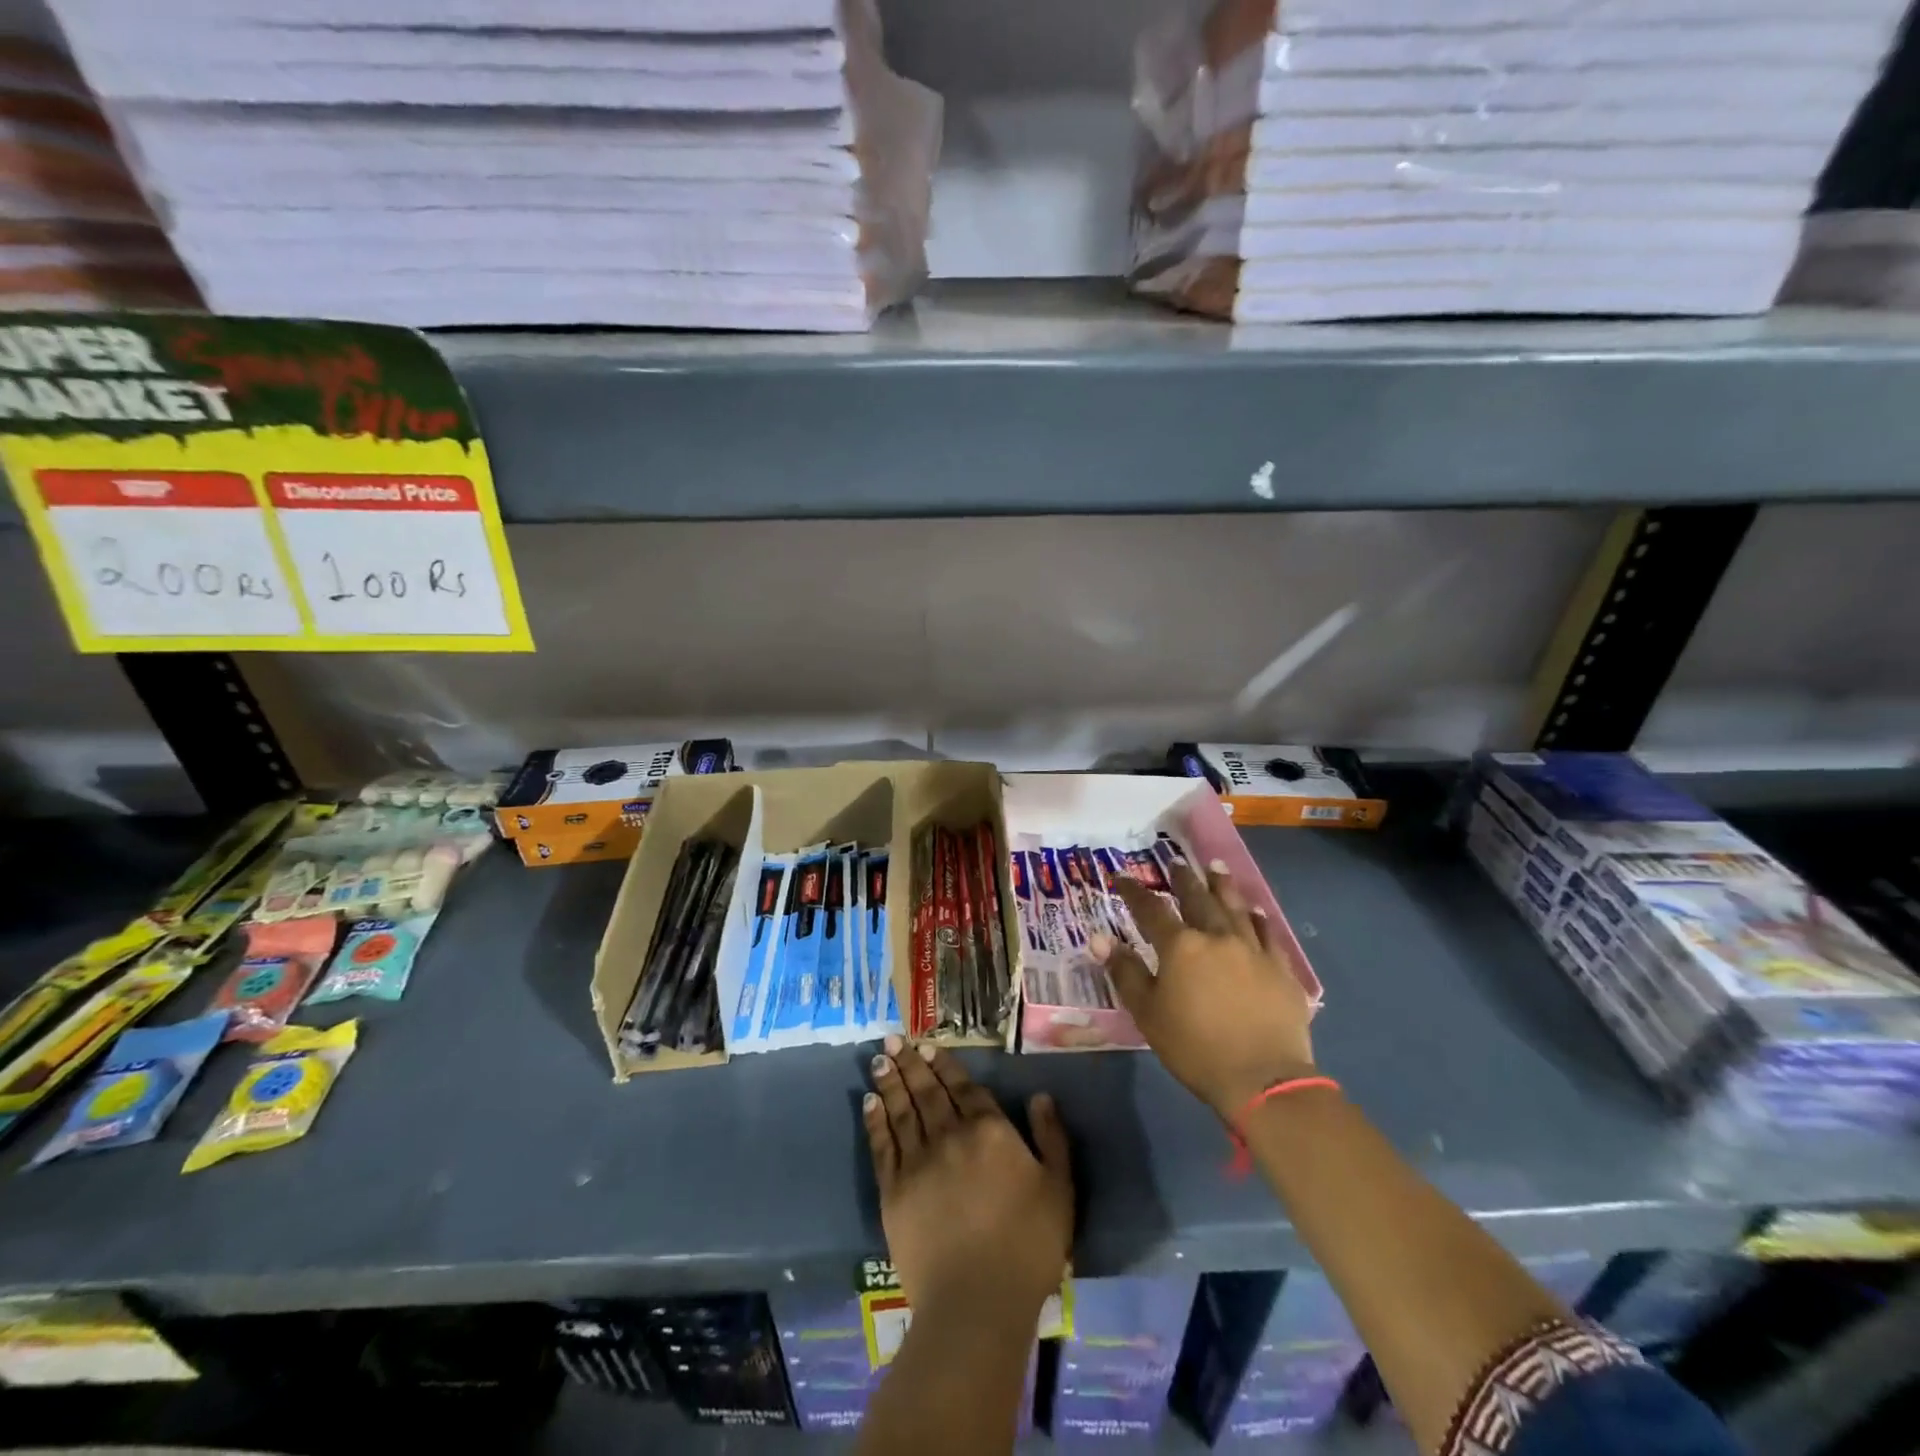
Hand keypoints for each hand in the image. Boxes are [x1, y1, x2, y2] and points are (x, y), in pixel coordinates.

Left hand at [863, 1035, 1072, 1322]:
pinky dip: (876, 1120)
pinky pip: (882, 1145)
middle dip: (911, 1062)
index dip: (945, 1065)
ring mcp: (918, 1161)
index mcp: (990, 1131)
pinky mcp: (894, 1191)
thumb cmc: (1028, 1246)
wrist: (977, 1302)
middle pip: (927, 1091)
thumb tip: (1040, 1095)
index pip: (964, 1087)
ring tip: (880, 1058)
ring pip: (902, 1110)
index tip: (928, 1045)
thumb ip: (1051, 1138)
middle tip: (894, 1037)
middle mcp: (950, 1135)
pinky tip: (869, 1102)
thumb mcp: (1059, 1189)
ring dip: (890, 1081)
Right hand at [1099, 861, 1316, 1118]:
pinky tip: (1255, 911)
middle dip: (1184, 879)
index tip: (1121, 876)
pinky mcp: (1280, 968)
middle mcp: (1217, 936)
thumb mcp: (1148, 1013)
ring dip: (1222, 885)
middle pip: (1197, 898)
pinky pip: (1267, 933)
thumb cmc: (1195, 1048)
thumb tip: (1100, 938)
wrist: (1263, 1079)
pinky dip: (1257, 918)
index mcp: (1181, 946)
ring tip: (1215, 867)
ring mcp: (1253, 949)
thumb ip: (1125, 972)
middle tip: (1177, 861)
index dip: (1134, 892)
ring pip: (1234, 907)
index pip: (1151, 909)